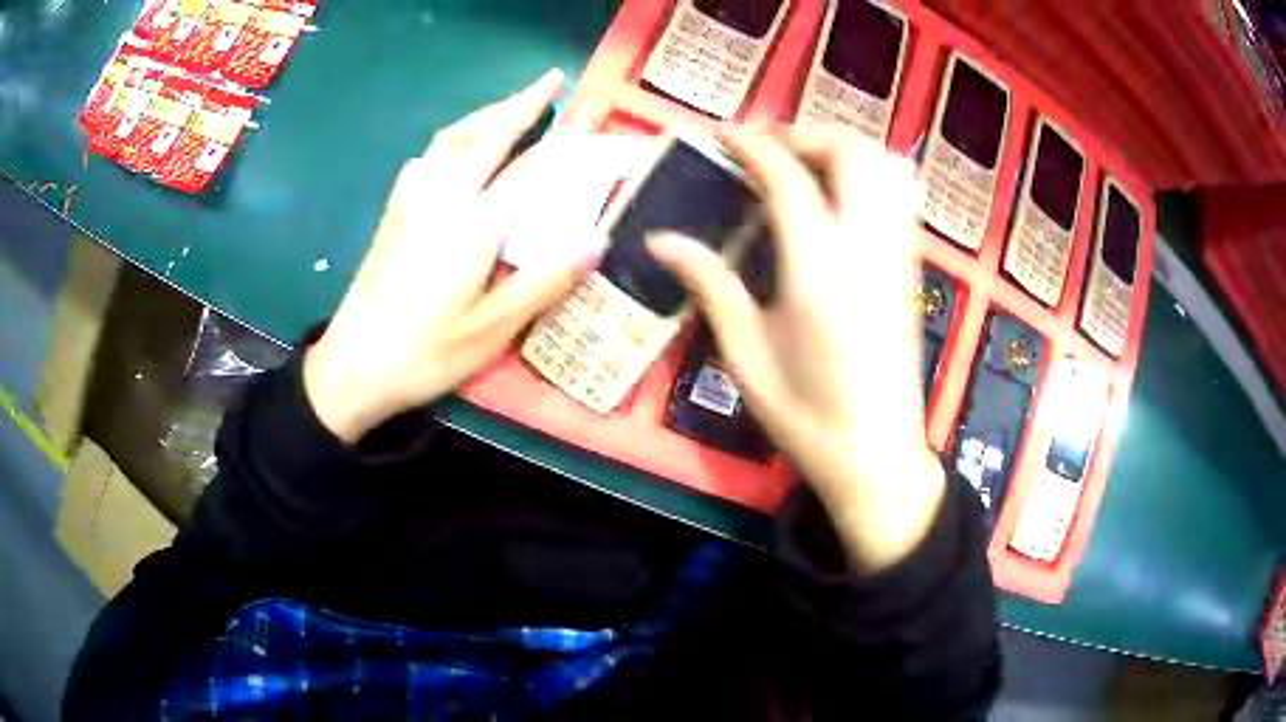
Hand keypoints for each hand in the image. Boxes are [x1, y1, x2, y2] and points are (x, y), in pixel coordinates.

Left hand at [304, 70, 592, 442]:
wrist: (353, 366)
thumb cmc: (426, 353)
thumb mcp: (493, 329)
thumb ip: (544, 281)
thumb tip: (596, 240)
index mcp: (473, 225)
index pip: (530, 169)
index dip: (564, 142)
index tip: (590, 118)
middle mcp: (442, 199)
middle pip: (486, 135)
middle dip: (521, 103)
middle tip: (549, 79)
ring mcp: (412, 203)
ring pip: (450, 139)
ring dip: (483, 114)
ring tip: (507, 105)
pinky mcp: (393, 215)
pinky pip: (424, 160)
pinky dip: (447, 142)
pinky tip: (450, 152)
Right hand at [648, 126, 944, 571]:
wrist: (877, 456)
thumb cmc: (806, 417)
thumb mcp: (746, 356)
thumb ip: (710, 286)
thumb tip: (661, 240)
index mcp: (818, 272)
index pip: (788, 180)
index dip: (752, 146)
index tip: (723, 134)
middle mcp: (867, 250)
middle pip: (852, 155)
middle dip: (807, 134)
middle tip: (768, 150)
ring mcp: (897, 256)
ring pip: (888, 168)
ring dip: (846, 149)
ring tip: (808, 165)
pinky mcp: (911, 269)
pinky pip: (903, 197)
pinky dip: (873, 174)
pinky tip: (843, 197)